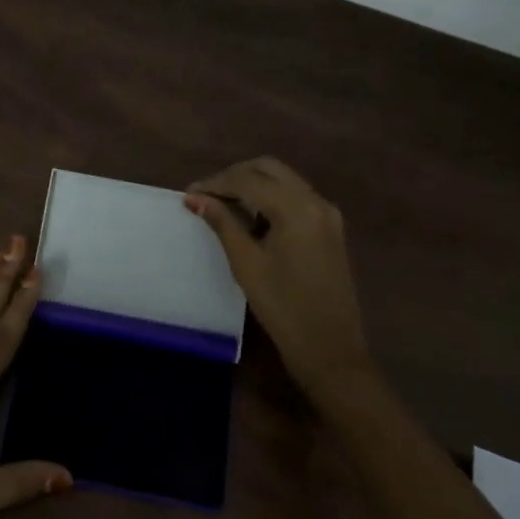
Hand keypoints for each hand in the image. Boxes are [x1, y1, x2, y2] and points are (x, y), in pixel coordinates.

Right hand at [185, 158, 372, 398]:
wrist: (330, 349)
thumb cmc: (283, 308)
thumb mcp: (246, 263)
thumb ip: (222, 223)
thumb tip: (195, 198)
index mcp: (296, 208)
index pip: (248, 180)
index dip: (215, 183)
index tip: (189, 194)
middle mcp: (316, 201)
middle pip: (269, 169)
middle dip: (235, 176)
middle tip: (207, 195)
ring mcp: (327, 214)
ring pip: (284, 180)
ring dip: (253, 184)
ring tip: (223, 205)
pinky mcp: (330, 228)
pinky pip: (296, 197)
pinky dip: (271, 197)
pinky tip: (252, 218)